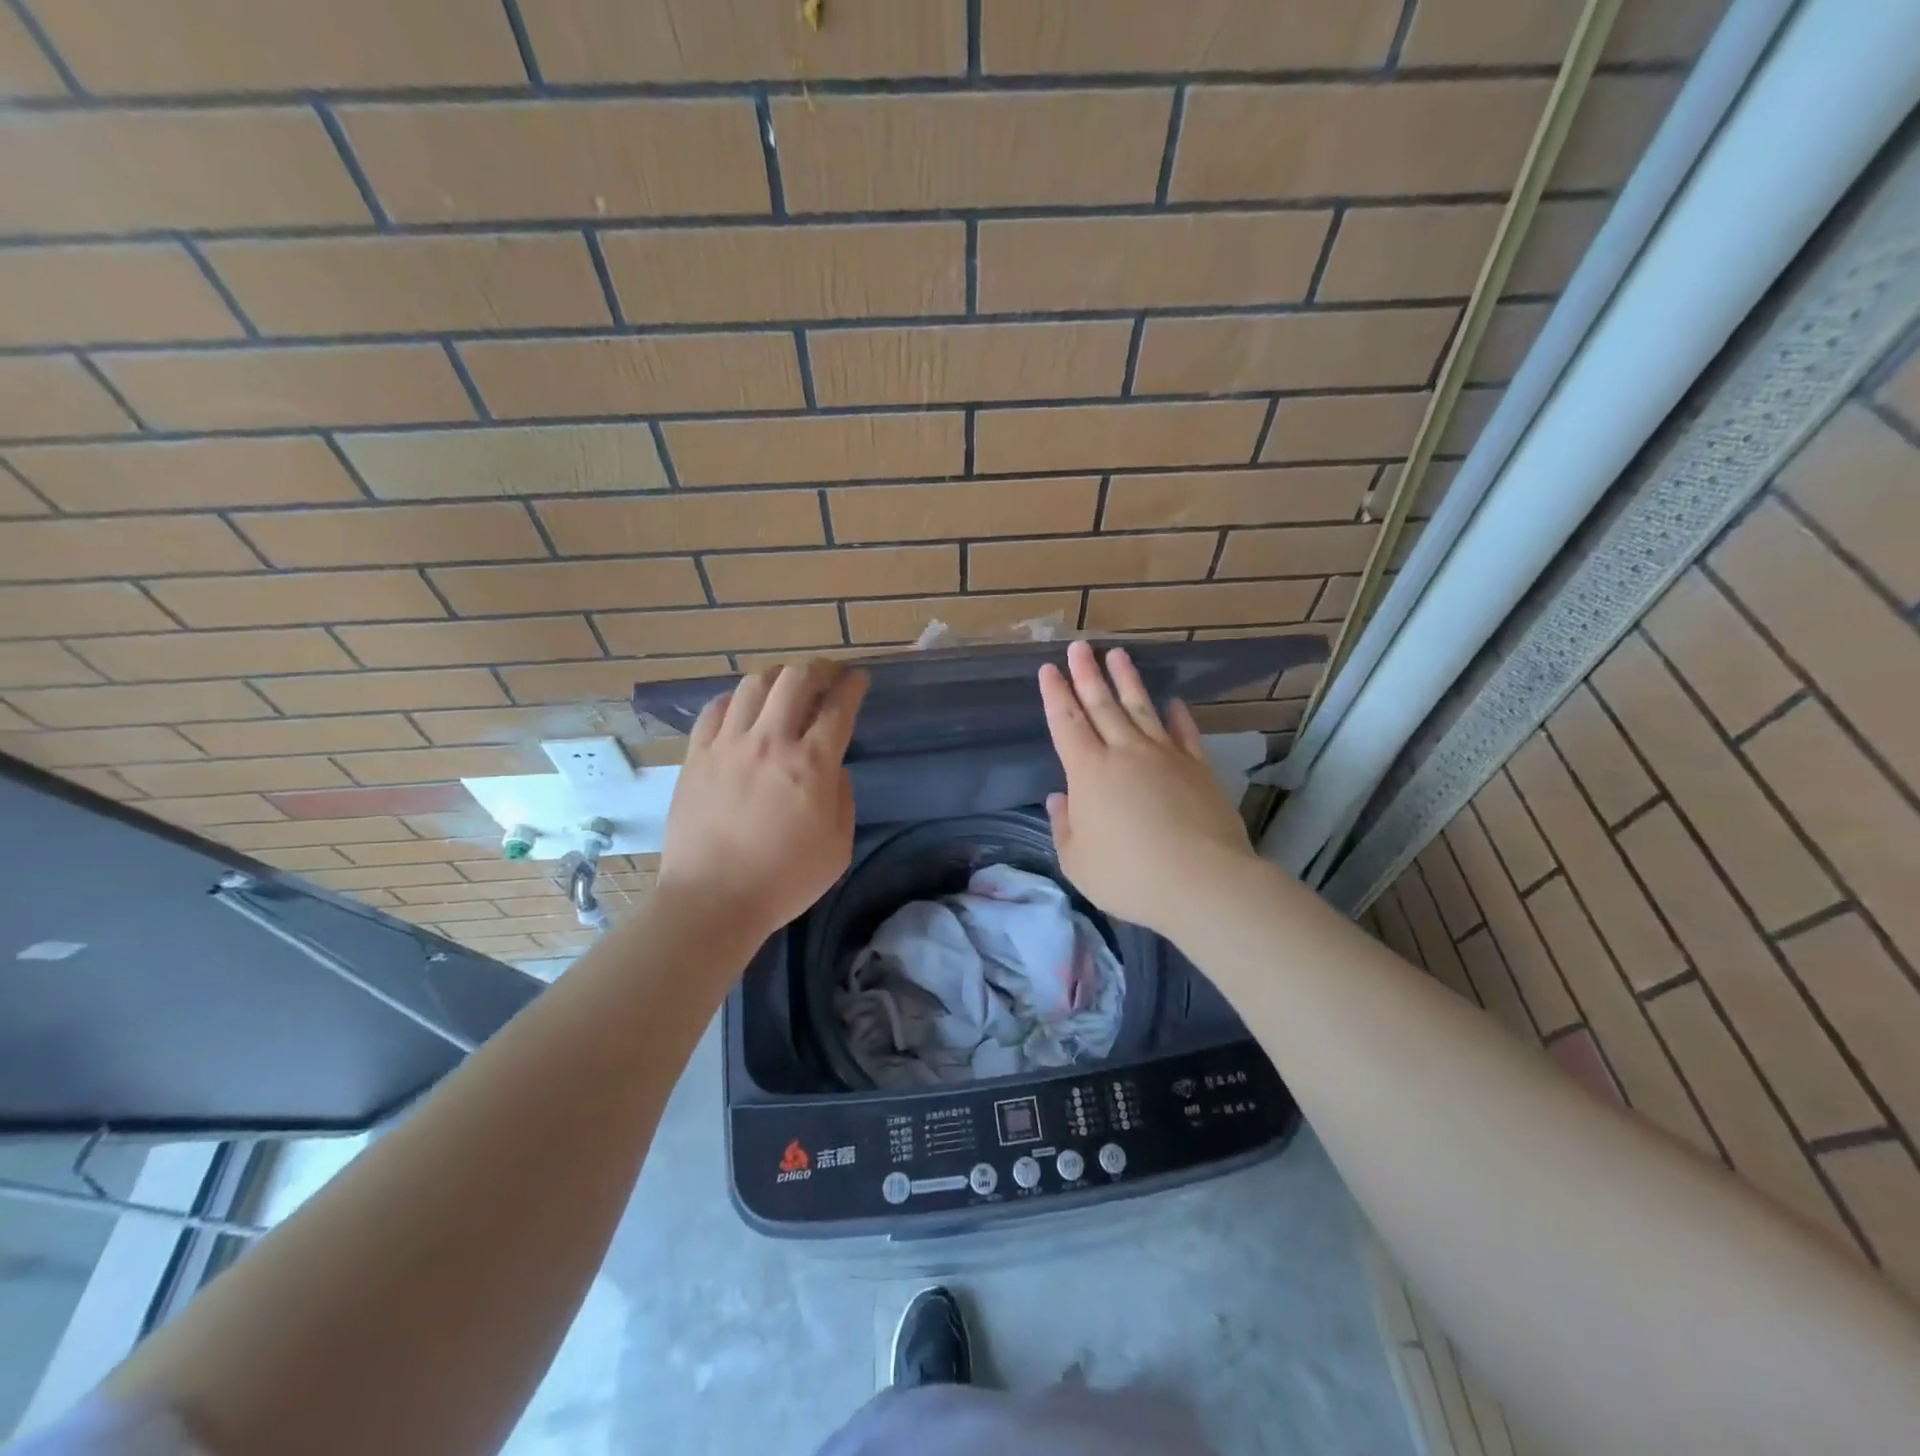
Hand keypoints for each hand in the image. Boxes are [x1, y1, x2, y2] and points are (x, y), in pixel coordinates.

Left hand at [658, 659, 867, 944]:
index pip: (838, 707)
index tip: (859, 678)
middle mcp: (771, 741)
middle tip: (827, 675)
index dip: (852, 686)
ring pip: (754, 685)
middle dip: (818, 669)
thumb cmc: (784, 880)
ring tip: (784, 687)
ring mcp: (728, 745)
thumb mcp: (837, 847)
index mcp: (811, 764)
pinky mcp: (696, 756)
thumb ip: (842, 799)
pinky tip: (742, 708)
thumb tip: (832, 769)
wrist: (712, 900)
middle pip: (796, 680)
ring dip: (777, 678)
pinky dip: (735, 700)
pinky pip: (715, 709)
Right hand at [1039, 640, 1257, 940]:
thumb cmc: (1128, 876)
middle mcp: (1124, 753)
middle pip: (1102, 706)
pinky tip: (1173, 701)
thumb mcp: (1077, 861)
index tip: (1049, 668)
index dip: (1056, 695)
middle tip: (1079, 646)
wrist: (1201, 881)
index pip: (1066, 723)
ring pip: (1141, 709)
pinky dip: (1177, 715)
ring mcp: (1165, 756)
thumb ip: (1064, 826)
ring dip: (1127, 681)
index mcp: (1089, 773)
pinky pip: (1184, 733)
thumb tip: (1059, 798)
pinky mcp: (1197, 768)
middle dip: (1087, 674)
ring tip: (1117, 654)